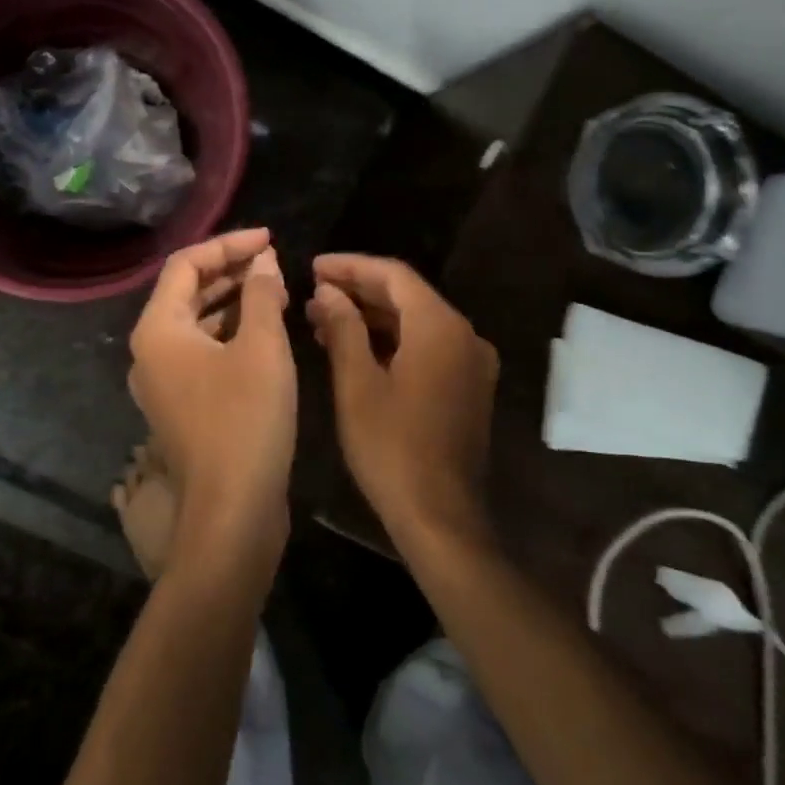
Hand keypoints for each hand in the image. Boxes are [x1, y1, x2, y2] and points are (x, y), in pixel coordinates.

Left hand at [128, 229, 296, 561]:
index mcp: (158, 329)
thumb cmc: (246, 420)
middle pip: (187, 292)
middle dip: (232, 271)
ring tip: (276, 290)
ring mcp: (163, 381)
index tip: (270, 239)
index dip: (229, 244)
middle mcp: (150, 351)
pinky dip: (231, 333)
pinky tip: (265, 330)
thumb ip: (262, 294)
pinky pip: (203, 351)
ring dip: (234, 301)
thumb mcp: (262, 347)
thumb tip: (264, 261)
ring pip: (197, 323)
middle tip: (275, 262)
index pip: (186, 264)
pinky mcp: (182, 405)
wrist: (233, 511)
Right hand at [307, 254, 498, 544]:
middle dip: (359, 290)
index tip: (314, 266)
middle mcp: (464, 334)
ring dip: (372, 316)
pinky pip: (427, 346)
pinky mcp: (468, 386)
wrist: (440, 517)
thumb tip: (327, 292)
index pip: (393, 275)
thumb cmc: (391, 449)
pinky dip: (392, 340)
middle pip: (407, 295)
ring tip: (323, 318)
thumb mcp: (357, 385)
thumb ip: (343, 328)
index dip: (351, 266)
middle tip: (314, 291)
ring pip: (416, 321)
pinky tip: (355, 347)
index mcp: (440, 327)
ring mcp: (471, 362)